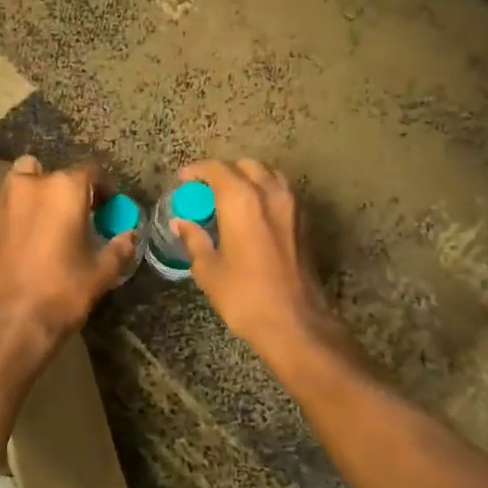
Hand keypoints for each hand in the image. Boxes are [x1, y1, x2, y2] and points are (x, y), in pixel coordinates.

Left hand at [0, 156, 136, 344]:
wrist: (11, 321)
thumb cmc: (63, 290)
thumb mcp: (102, 272)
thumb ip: (120, 247)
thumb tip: (131, 235)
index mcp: (64, 189)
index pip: (90, 172)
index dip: (102, 188)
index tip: (107, 206)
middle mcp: (30, 185)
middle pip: (49, 171)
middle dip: (62, 186)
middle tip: (72, 212)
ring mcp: (2, 202)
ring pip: (21, 183)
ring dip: (35, 195)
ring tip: (45, 223)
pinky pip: (5, 208)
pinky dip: (16, 215)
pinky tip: (23, 241)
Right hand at [173, 160, 342, 362]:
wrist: (295, 322)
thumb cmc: (244, 296)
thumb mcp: (209, 270)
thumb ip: (195, 239)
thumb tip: (182, 223)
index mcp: (241, 200)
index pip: (217, 169)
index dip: (197, 170)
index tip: (184, 179)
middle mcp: (269, 193)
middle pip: (245, 165)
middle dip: (223, 171)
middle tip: (206, 189)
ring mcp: (292, 205)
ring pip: (268, 174)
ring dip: (248, 178)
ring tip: (231, 197)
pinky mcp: (304, 221)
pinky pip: (282, 191)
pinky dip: (265, 191)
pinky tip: (253, 212)